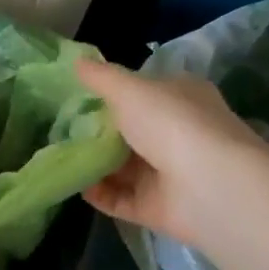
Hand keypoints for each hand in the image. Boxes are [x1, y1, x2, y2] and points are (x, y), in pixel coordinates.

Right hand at [75, 58, 268, 246]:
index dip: (114, 93)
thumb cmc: (171, 123)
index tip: (77, 96)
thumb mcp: (129, 89)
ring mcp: (169, 174)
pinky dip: (99, 193)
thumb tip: (77, 61)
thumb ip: (101, 77)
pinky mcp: (158, 207)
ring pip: (124, 167)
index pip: (145, 92)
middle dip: (97, 131)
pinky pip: (121, 198)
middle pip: (131, 131)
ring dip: (94, 163)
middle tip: (60, 127)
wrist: (209, 186)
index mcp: (181, 98)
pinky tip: (75, 184)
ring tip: (59, 155)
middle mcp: (178, 134)